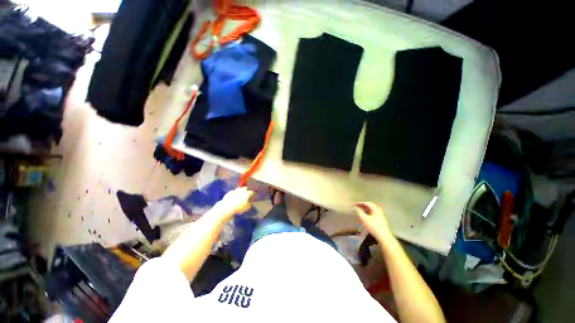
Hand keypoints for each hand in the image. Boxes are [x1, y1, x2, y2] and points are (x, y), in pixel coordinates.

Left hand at [216, 187, 253, 221]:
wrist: (227, 207)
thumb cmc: (238, 208)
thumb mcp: (246, 208)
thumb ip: (249, 204)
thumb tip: (249, 202)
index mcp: (247, 193)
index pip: (251, 192)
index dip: (253, 193)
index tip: (253, 195)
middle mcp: (241, 190)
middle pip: (245, 188)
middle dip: (247, 189)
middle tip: (247, 193)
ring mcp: (235, 191)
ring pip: (239, 188)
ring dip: (240, 190)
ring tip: (240, 193)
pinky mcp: (229, 192)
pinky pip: (233, 191)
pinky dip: (234, 193)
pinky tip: (234, 196)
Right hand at [354, 202, 391, 241]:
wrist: (383, 236)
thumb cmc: (373, 226)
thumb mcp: (364, 219)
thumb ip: (359, 212)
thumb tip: (355, 207)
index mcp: (375, 209)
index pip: (367, 203)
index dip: (360, 203)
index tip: (355, 204)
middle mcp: (379, 210)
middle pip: (370, 206)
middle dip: (363, 206)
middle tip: (357, 206)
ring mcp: (380, 215)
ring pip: (372, 210)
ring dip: (365, 209)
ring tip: (360, 211)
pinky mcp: (381, 220)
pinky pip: (373, 213)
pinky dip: (368, 213)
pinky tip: (365, 216)